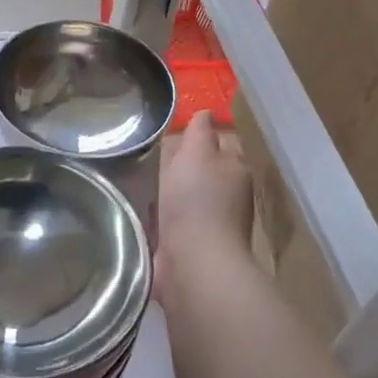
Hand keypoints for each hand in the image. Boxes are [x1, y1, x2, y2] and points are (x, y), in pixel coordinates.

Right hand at [156, 112, 253, 303]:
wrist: (194, 264)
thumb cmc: (196, 201)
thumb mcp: (196, 153)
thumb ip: (199, 132)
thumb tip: (206, 113)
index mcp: (235, 169)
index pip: (222, 142)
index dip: (202, 134)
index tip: (176, 128)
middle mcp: (229, 196)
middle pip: (205, 170)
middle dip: (184, 163)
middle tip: (153, 152)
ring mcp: (211, 224)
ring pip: (189, 196)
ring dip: (172, 191)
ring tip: (143, 178)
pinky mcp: (191, 246)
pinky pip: (175, 222)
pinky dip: (163, 217)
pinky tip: (144, 211)